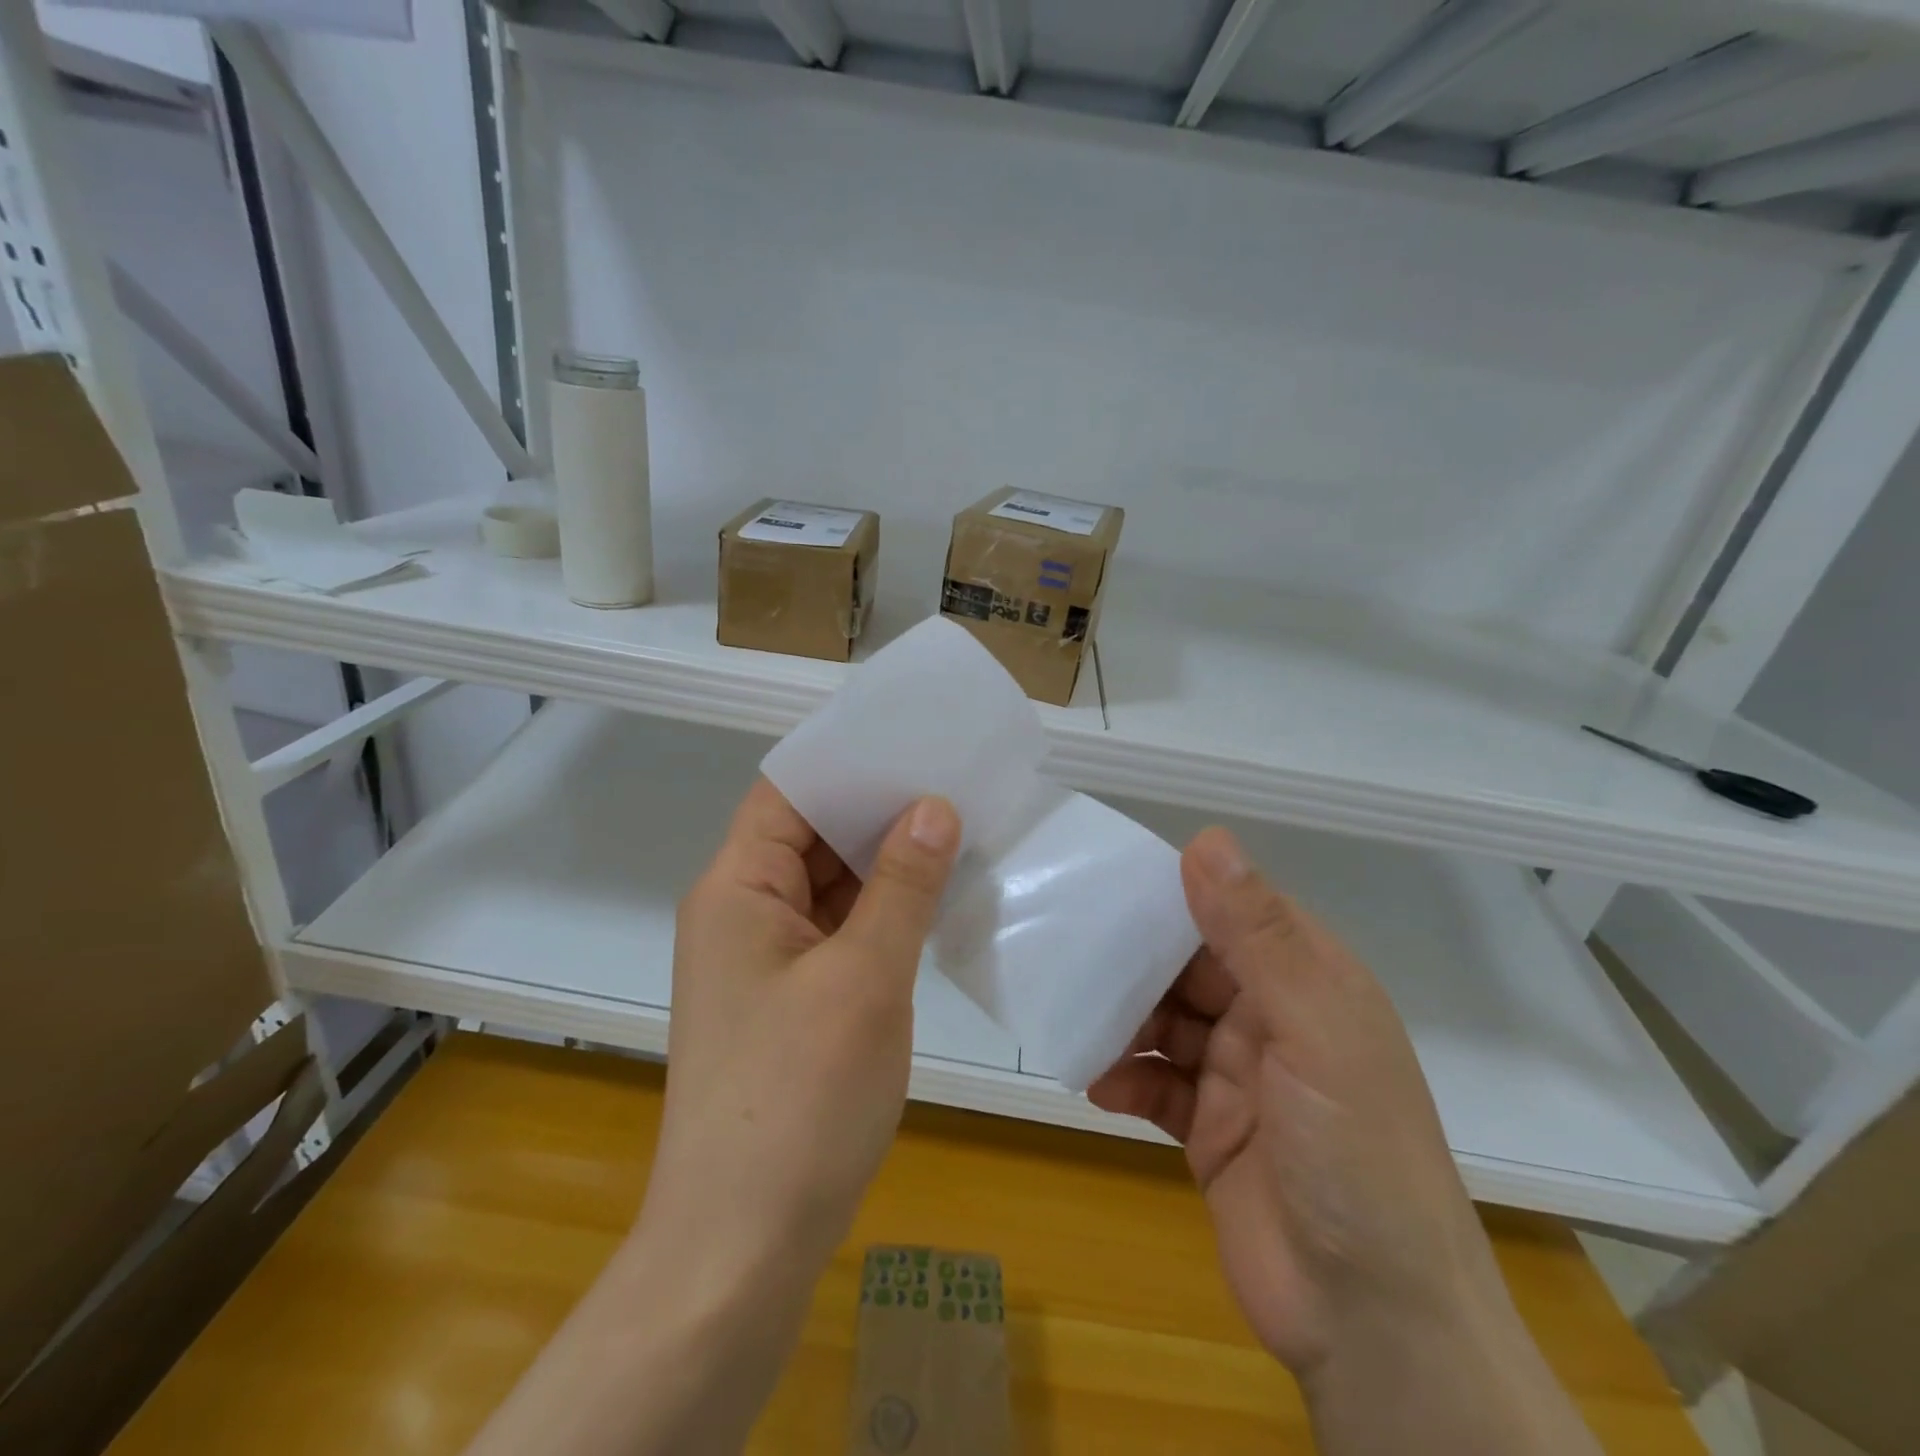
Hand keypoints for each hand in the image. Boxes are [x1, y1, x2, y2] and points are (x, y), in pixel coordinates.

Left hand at [642, 780, 961, 1278]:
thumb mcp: (864, 979)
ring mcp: (765, 958)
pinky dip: (880, 910)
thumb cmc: (798, 1099)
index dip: (847, 761)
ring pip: (828, 884)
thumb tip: (934, 805)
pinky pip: (836, 929)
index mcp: (738, 888)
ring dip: (885, 862)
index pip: (789, 791)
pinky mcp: (789, 999)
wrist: (742, 1248)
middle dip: (878, 808)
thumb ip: (902, 885)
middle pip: (810, 834)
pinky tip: (934, 898)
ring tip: (958, 826)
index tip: (914, 739)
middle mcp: (743, 911)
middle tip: (955, 779)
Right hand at [1089, 827, 1484, 1373]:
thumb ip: (1257, 935)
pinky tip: (1098, 1084)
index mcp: (1306, 980)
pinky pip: (1155, 1084)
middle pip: (1188, 966)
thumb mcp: (1313, 1029)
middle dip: (1134, 957)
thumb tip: (1206, 839)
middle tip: (1067, 944)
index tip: (1105, 877)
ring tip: (1070, 1011)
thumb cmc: (1355, 1152)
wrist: (1373, 1323)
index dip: (1176, 890)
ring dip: (1121, 1019)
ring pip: (1164, 1022)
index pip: (1232, 910)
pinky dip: (1126, 1079)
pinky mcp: (1208, 1128)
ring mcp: (1238, 1075)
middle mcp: (1271, 1017)